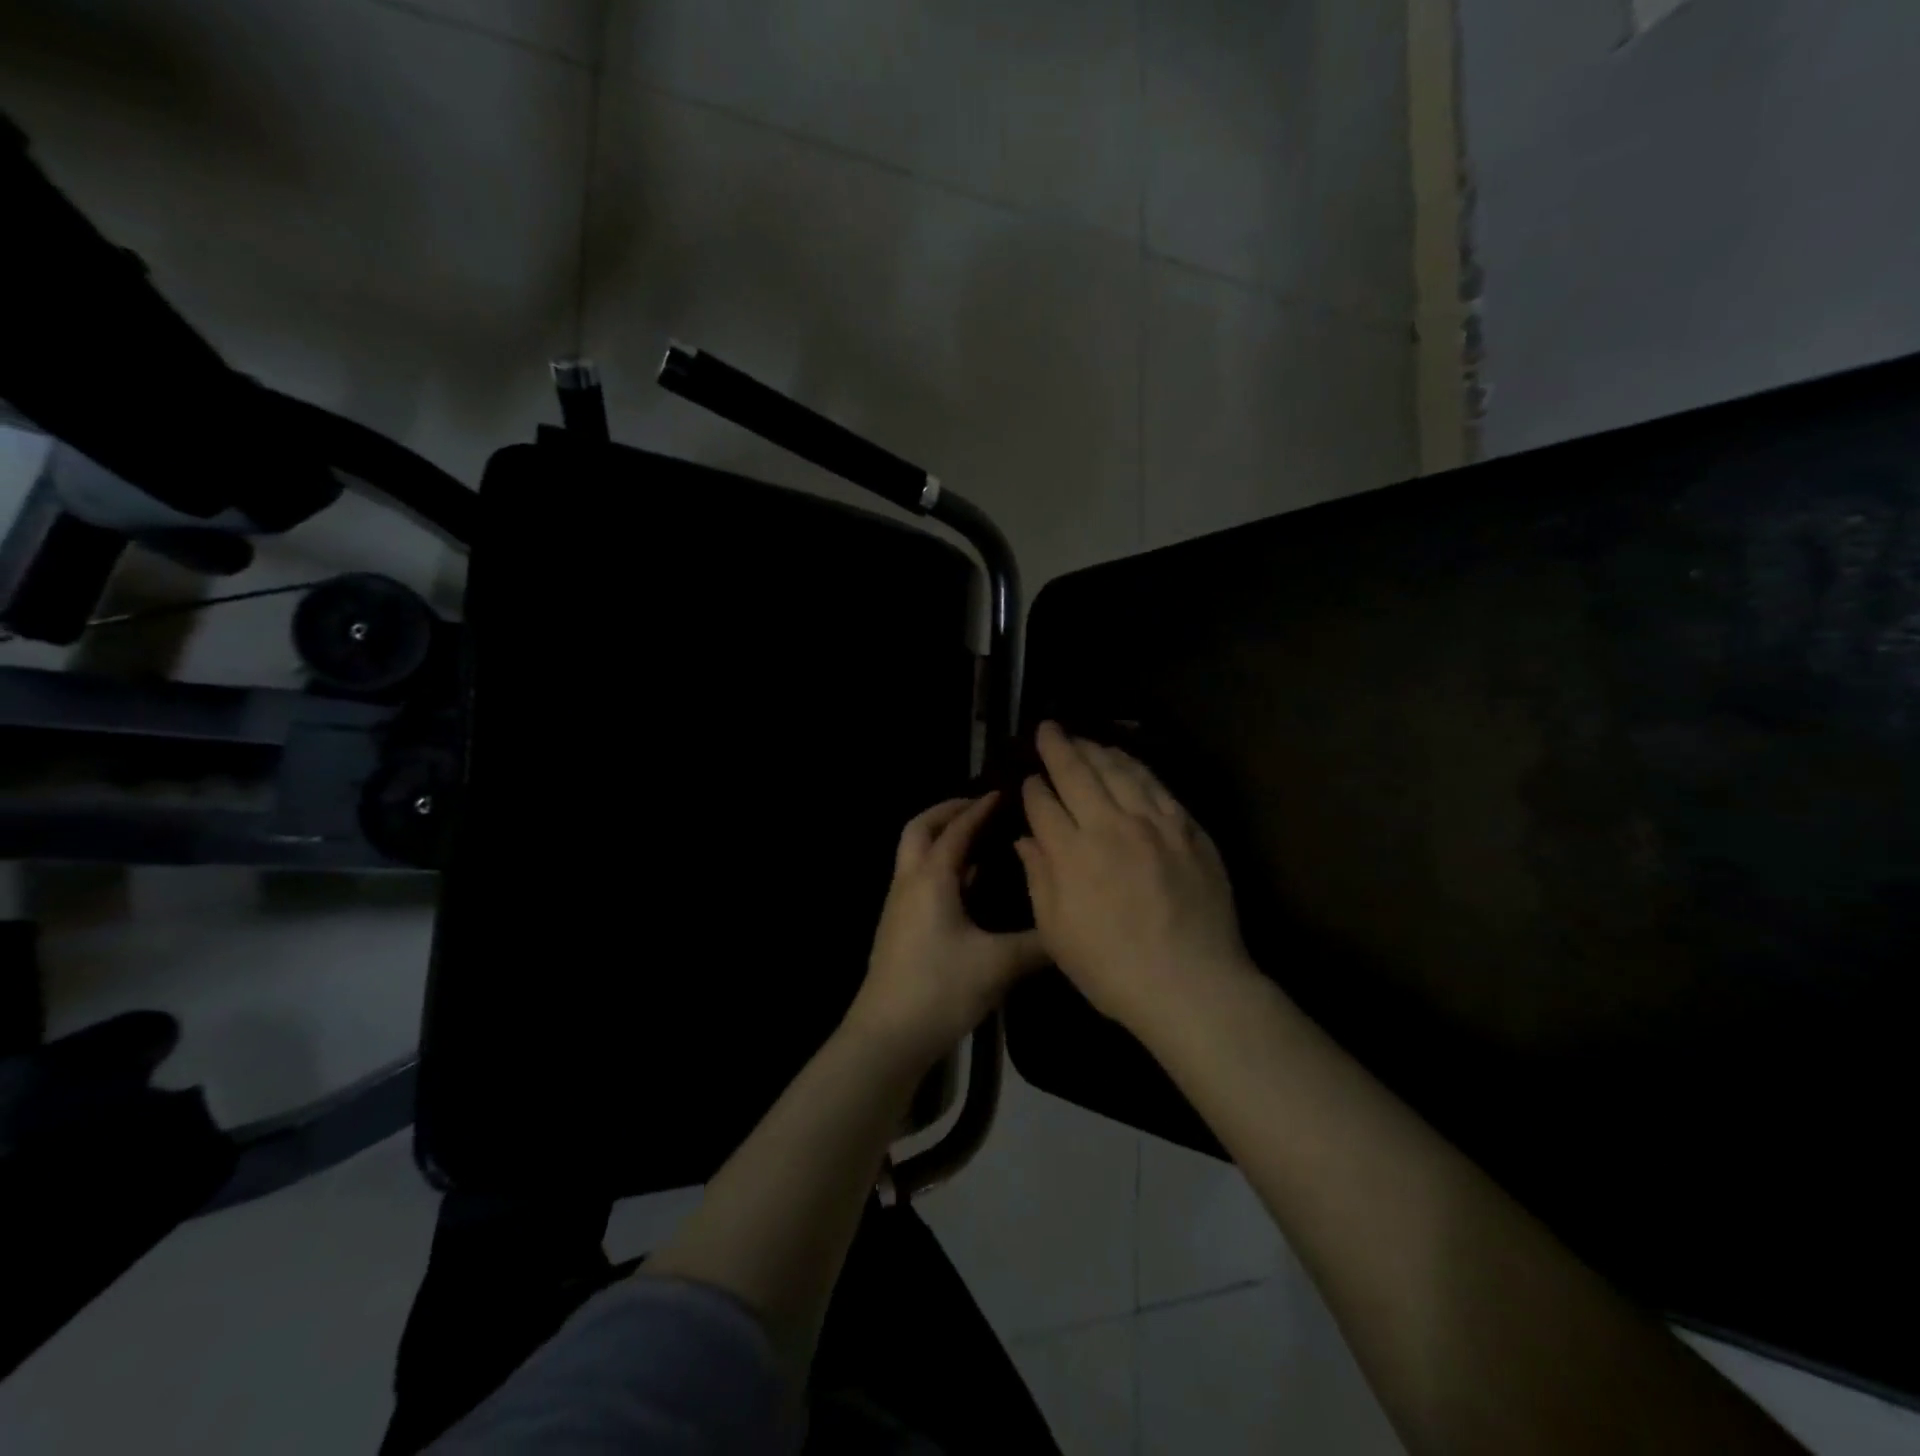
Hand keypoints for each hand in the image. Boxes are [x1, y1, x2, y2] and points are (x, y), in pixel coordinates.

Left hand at [847, 793, 1046, 1067]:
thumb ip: (1037, 943)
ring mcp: (899, 905)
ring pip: (915, 854)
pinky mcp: (898, 927)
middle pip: (920, 829)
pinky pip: (919, 879)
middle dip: (948, 811)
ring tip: (981, 841)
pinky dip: (941, 868)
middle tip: (980, 807)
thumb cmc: (940, 989)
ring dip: (942, 839)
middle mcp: (909, 882)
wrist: (887, 1036)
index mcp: (931, 878)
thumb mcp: (998, 965)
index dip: (980, 808)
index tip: (1004, 792)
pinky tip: (970, 888)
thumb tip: (1069, 926)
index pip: (957, 829)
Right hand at [1017, 721, 1253, 1034]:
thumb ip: (1039, 878)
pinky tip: (1125, 760)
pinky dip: (1135, 766)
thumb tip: (1025, 839)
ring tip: (1082, 738)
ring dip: (1096, 750)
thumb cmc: (1113, 969)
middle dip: (1058, 747)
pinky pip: (1156, 785)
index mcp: (1072, 854)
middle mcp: (1110, 826)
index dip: (1032, 788)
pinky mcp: (1187, 828)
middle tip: (1048, 728)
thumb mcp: (1057, 934)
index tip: (1027, 779)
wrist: (1193, 984)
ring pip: (1119, 770)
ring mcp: (1154, 823)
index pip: (1043, 804)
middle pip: (1078, 773)